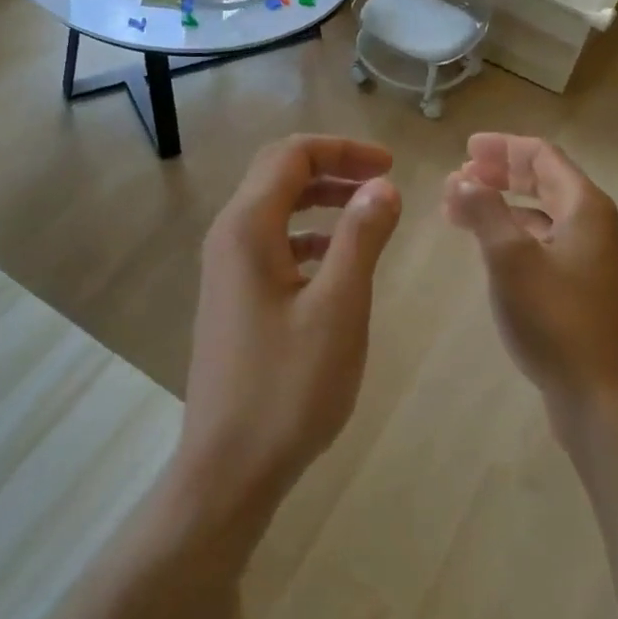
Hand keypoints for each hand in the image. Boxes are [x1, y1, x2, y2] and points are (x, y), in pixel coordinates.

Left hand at [176, 136, 401, 527]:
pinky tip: (339, 260)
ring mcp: (226, 269)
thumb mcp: (339, 308)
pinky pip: (273, 244)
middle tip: (384, 182)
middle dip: (333, 168)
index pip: (291, 156)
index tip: (390, 165)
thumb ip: (362, 238)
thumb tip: (383, 185)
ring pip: (276, 210)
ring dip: (322, 201)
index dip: (343, 149)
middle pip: (279, 175)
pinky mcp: (234, 298)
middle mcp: (228, 237)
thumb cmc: (287, 388)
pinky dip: (309, 236)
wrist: (228, 469)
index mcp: (247, 228)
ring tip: (369, 214)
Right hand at [443, 134, 617, 422]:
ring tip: (459, 208)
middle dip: (499, 173)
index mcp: (584, 206)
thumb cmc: (555, 318)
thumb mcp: (510, 258)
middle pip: (543, 180)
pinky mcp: (579, 285)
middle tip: (458, 174)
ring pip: (539, 212)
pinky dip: (511, 232)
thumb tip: (461, 179)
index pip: (542, 156)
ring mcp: (587, 256)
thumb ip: (484, 211)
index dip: (502, 147)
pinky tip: (486, 244)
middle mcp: (591, 223)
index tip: (465, 148)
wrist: (600, 395)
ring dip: (500, 203)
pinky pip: (541, 240)